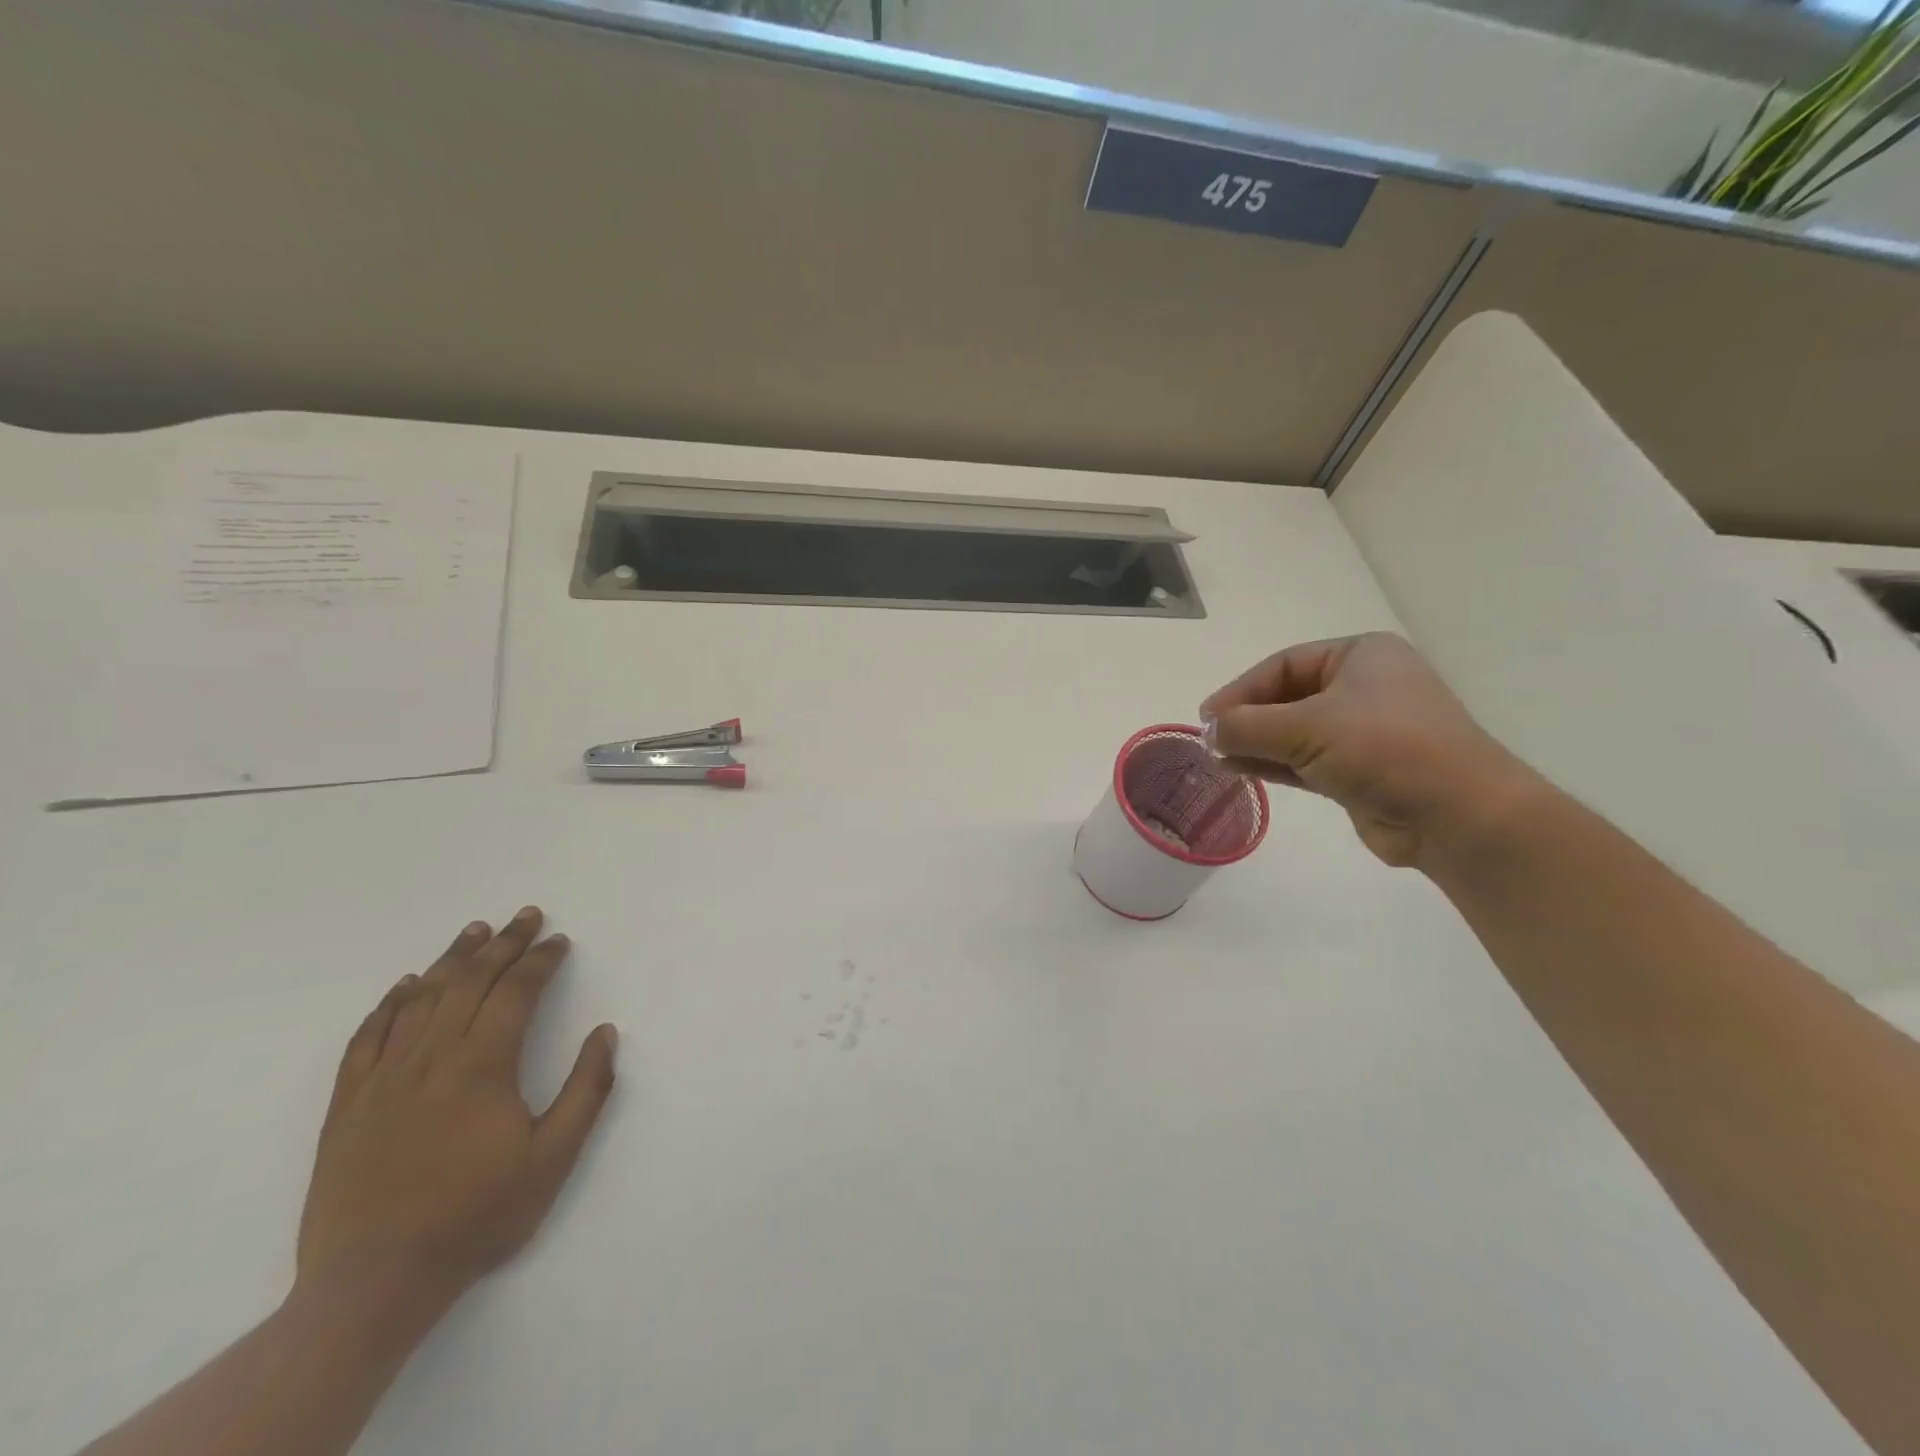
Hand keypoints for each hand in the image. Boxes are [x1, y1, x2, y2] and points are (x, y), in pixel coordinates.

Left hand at [297, 907, 617, 1312]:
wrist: (373, 1285)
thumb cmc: (476, 1217)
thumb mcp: (553, 1159)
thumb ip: (586, 1090)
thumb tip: (605, 1032)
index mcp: (483, 1066)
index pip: (515, 993)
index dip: (540, 961)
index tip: (559, 941)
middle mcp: (432, 1058)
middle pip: (470, 983)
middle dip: (504, 944)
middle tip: (526, 916)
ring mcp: (384, 1078)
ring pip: (421, 999)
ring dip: (453, 959)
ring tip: (476, 930)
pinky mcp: (348, 1104)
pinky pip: (368, 1037)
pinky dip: (390, 1003)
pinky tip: (406, 985)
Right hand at [1200, 632, 1538, 867]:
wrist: (1456, 814)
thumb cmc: (1384, 748)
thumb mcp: (1306, 727)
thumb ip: (1248, 726)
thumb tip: (1207, 731)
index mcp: (1361, 656)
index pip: (1284, 664)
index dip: (1241, 689)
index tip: (1206, 716)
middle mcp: (1363, 687)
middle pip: (1287, 696)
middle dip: (1247, 718)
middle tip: (1209, 739)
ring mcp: (1363, 731)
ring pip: (1294, 731)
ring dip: (1255, 743)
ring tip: (1216, 757)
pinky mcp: (1359, 771)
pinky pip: (1304, 760)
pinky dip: (1272, 764)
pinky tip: (1239, 770)